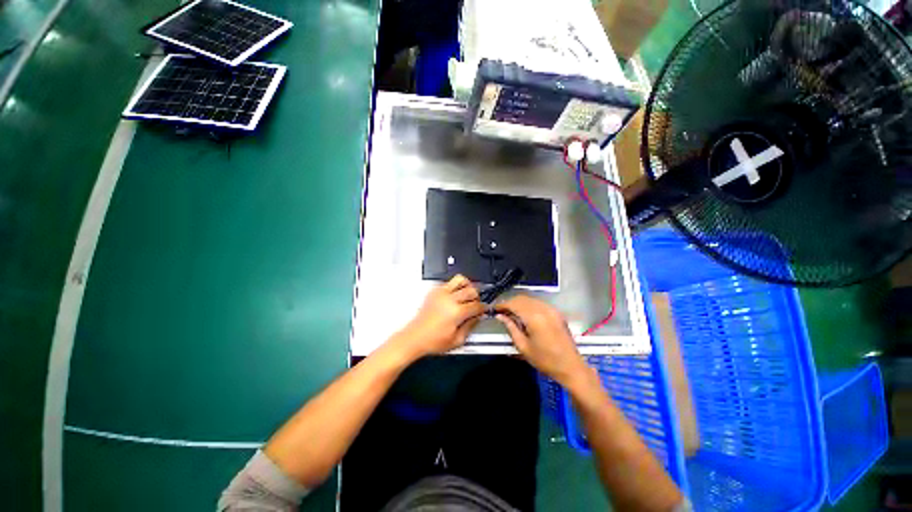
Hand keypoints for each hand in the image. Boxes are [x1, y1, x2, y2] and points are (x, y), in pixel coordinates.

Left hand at [395, 275, 484, 358]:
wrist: (415, 337)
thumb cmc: (433, 341)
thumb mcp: (457, 340)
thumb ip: (471, 326)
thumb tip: (478, 316)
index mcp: (456, 312)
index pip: (477, 305)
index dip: (483, 308)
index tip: (483, 310)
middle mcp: (449, 299)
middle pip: (471, 290)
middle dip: (477, 297)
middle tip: (476, 303)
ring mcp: (441, 293)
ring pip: (460, 279)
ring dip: (467, 286)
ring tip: (467, 294)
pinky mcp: (434, 291)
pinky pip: (449, 282)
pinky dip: (455, 286)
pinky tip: (455, 296)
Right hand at [495, 295, 586, 385]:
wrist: (571, 367)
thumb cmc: (545, 360)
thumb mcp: (523, 346)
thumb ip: (511, 328)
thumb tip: (500, 316)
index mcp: (534, 317)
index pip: (514, 304)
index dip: (502, 305)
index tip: (494, 309)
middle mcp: (543, 309)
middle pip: (522, 298)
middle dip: (510, 302)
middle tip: (501, 312)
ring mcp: (551, 309)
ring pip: (530, 299)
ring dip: (519, 303)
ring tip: (511, 313)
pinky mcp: (556, 312)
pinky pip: (539, 303)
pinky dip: (529, 305)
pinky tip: (525, 314)